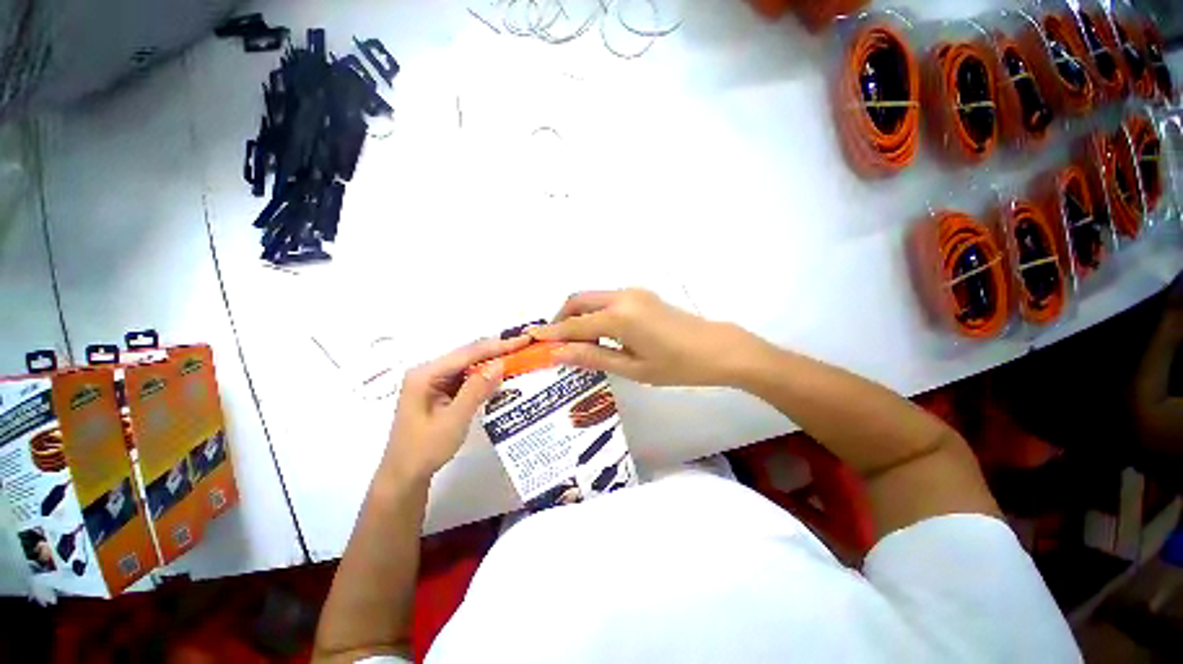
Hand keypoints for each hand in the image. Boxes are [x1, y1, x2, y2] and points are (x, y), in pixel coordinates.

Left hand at [383, 336, 530, 480]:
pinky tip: (501, 376)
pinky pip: (467, 377)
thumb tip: (500, 364)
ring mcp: (434, 381)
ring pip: (469, 365)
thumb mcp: (453, 420)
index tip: (523, 340)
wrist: (405, 476)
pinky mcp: (441, 390)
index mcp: (426, 374)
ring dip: (493, 362)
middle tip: (525, 346)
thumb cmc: (425, 450)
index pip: (468, 353)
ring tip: (519, 357)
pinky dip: (485, 376)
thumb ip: (476, 390)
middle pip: (468, 355)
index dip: (497, 346)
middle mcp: (429, 371)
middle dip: (497, 350)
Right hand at [531, 289, 759, 386]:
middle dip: (562, 318)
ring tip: (577, 343)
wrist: (718, 349)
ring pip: (593, 298)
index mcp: (619, 317)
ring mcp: (634, 293)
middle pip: (579, 300)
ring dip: (579, 315)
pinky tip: (599, 334)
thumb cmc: (677, 366)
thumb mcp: (632, 368)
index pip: (574, 324)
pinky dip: (595, 314)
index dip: (552, 332)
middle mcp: (622, 296)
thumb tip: (558, 353)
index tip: (532, 338)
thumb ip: (593, 357)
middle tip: (557, 343)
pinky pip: (608, 300)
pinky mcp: (642, 295)